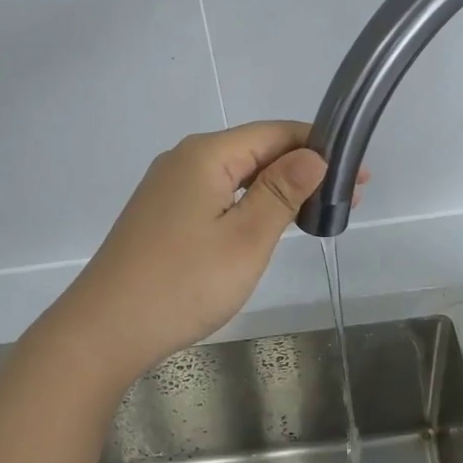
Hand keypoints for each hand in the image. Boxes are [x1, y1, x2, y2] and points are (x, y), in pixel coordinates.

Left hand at [29, 121, 354, 397]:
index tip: (359, 173)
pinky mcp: (160, 215)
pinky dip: (247, 204)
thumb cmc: (183, 283)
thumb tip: (315, 154)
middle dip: (302, 169)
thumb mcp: (246, 238)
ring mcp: (167, 188)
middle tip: (347, 199)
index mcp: (206, 154)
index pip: (275, 132)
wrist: (104, 331)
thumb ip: (282, 191)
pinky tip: (265, 224)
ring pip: (235, 175)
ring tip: (315, 212)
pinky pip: (215, 195)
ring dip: (276, 188)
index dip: (320, 147)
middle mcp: (184, 160)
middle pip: (254, 150)